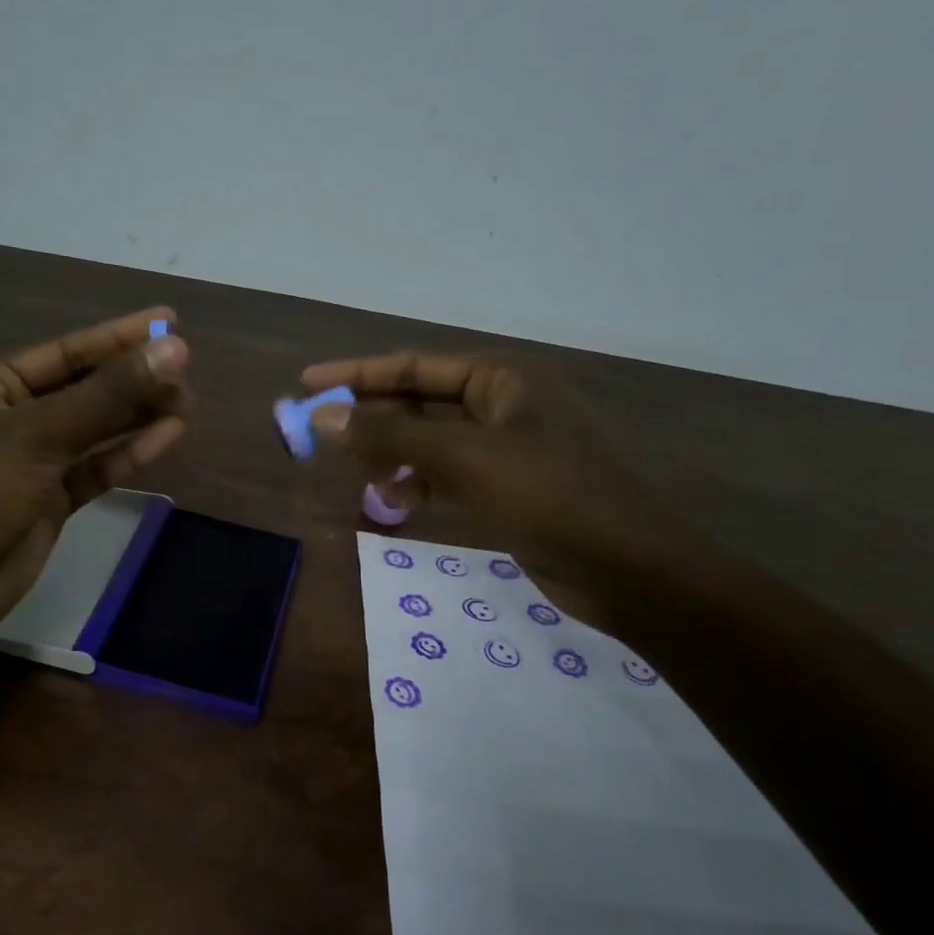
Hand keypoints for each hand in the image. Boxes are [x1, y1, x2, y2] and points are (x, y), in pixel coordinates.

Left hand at [0, 307, 190, 644]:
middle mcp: (16, 417)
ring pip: (97, 429)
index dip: (118, 337)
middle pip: (86, 389)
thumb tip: (175, 349)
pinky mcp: (54, 499)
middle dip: (134, 380)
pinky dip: (130, 452)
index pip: (67, 352)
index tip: (169, 321)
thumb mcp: (41, 435)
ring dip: (138, 416)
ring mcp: (36, 460)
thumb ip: (109, 395)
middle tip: (187, 371)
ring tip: (187, 402)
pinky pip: (98, 466)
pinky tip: (168, 435)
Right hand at [299, 351, 680, 627]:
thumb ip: (391, 435)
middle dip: (371, 417)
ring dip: (391, 453)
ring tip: (358, 473)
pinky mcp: (506, 487)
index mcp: (502, 378)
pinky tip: (394, 500)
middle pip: (419, 401)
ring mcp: (506, 448)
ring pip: (430, 441)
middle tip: (318, 432)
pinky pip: (446, 474)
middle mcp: (503, 404)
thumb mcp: (463, 459)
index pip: (415, 366)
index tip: (308, 384)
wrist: (624, 569)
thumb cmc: (547, 495)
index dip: (357, 373)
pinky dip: (417, 482)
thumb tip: (324, 417)